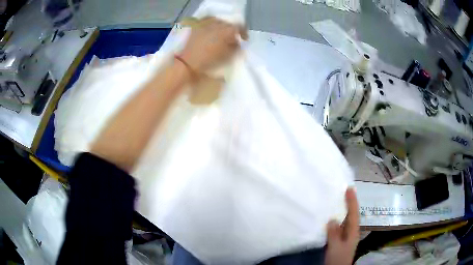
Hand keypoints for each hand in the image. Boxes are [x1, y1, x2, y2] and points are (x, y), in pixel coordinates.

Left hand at [179, 17, 247, 71]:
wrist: (185, 63)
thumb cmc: (207, 62)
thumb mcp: (226, 57)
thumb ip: (235, 48)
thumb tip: (238, 43)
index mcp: (225, 31)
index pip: (239, 27)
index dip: (243, 32)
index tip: (244, 39)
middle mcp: (216, 24)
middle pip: (229, 24)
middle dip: (232, 31)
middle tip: (233, 39)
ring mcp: (205, 24)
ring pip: (218, 21)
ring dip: (222, 27)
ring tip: (221, 35)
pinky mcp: (196, 26)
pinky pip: (207, 21)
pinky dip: (212, 24)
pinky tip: (211, 30)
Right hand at [325, 188, 359, 264]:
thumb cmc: (338, 258)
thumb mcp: (335, 247)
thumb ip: (334, 234)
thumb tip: (332, 219)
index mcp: (353, 232)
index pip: (354, 213)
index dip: (352, 201)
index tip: (349, 188)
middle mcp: (352, 231)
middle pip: (353, 214)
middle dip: (350, 202)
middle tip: (345, 191)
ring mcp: (347, 236)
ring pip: (347, 219)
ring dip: (345, 209)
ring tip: (340, 200)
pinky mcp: (341, 240)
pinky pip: (341, 225)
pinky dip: (339, 218)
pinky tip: (333, 217)